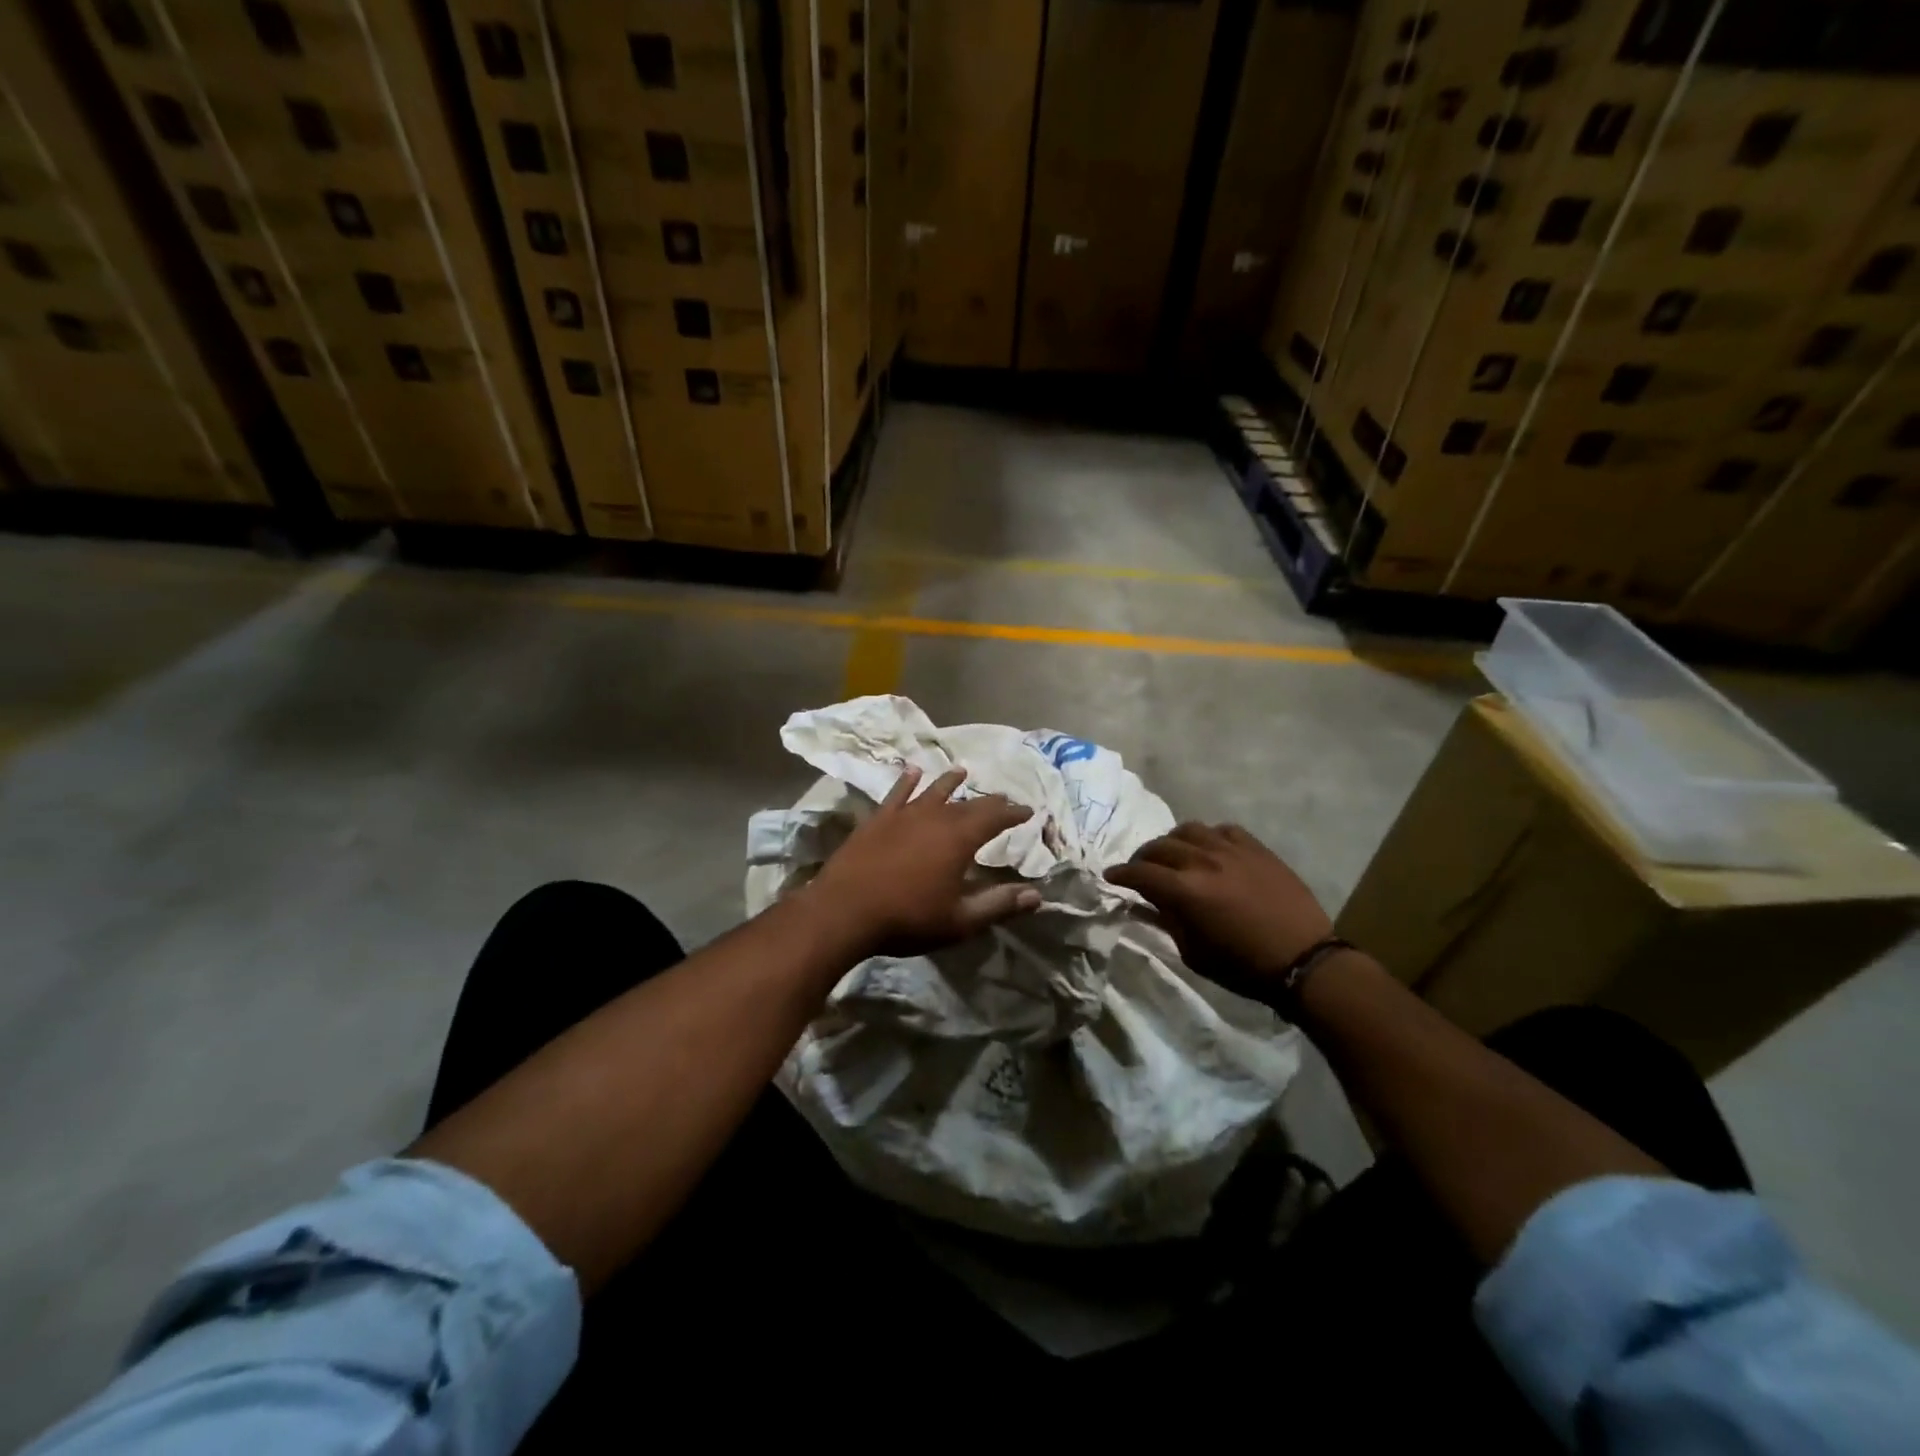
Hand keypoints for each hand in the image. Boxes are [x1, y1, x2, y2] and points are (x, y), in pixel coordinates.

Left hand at [807, 766, 1041, 957]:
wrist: (845, 910)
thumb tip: (1037, 895)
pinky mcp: (877, 819)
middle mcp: (935, 817)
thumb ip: (999, 905)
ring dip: (950, 781)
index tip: (1029, 811)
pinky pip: (896, 793)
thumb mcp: (960, 920)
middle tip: (1002, 798)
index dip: (1014, 813)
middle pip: (968, 803)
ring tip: (961, 771)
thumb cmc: (908, 918)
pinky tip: (911, 771)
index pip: (996, 818)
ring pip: (933, 791)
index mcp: (960, 839)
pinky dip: (906, 781)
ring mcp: (903, 815)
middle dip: (989, 801)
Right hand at [1107, 823, 1332, 995]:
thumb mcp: (1194, 953)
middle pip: (1160, 846)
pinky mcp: (1256, 848)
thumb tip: (1144, 904)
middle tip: (1140, 869)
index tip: (1111, 876)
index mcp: (1184, 891)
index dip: (1120, 874)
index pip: (1140, 873)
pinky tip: (1210, 850)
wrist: (1303, 961)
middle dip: (1142, 857)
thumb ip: (1167, 921)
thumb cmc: (1243, 967)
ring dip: (1173, 841)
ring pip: (1189, 830)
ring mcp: (1231, 851)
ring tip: (1174, 855)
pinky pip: (1223, 830)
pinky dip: (1208, 838)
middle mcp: (1203, 861)